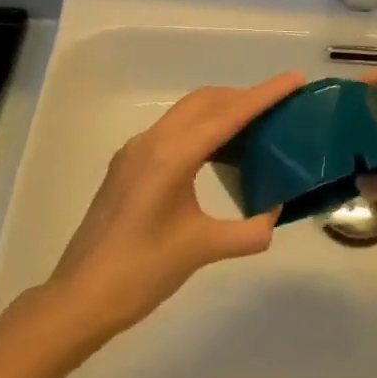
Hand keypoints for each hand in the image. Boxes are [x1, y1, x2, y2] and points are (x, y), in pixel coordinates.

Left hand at [47, 72, 304, 338]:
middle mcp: (151, 142)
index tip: (296, 79)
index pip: (228, 115)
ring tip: (256, 128)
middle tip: (280, 107)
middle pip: (205, 102)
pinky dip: (201, 130)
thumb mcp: (203, 249)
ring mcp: (135, 152)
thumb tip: (275, 215)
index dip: (265, 95)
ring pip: (186, 114)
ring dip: (221, 111)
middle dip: (243, 97)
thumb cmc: (142, 272)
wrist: (80, 298)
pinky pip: (172, 131)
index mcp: (171, 156)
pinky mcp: (127, 166)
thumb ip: (249, 231)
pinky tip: (218, 155)